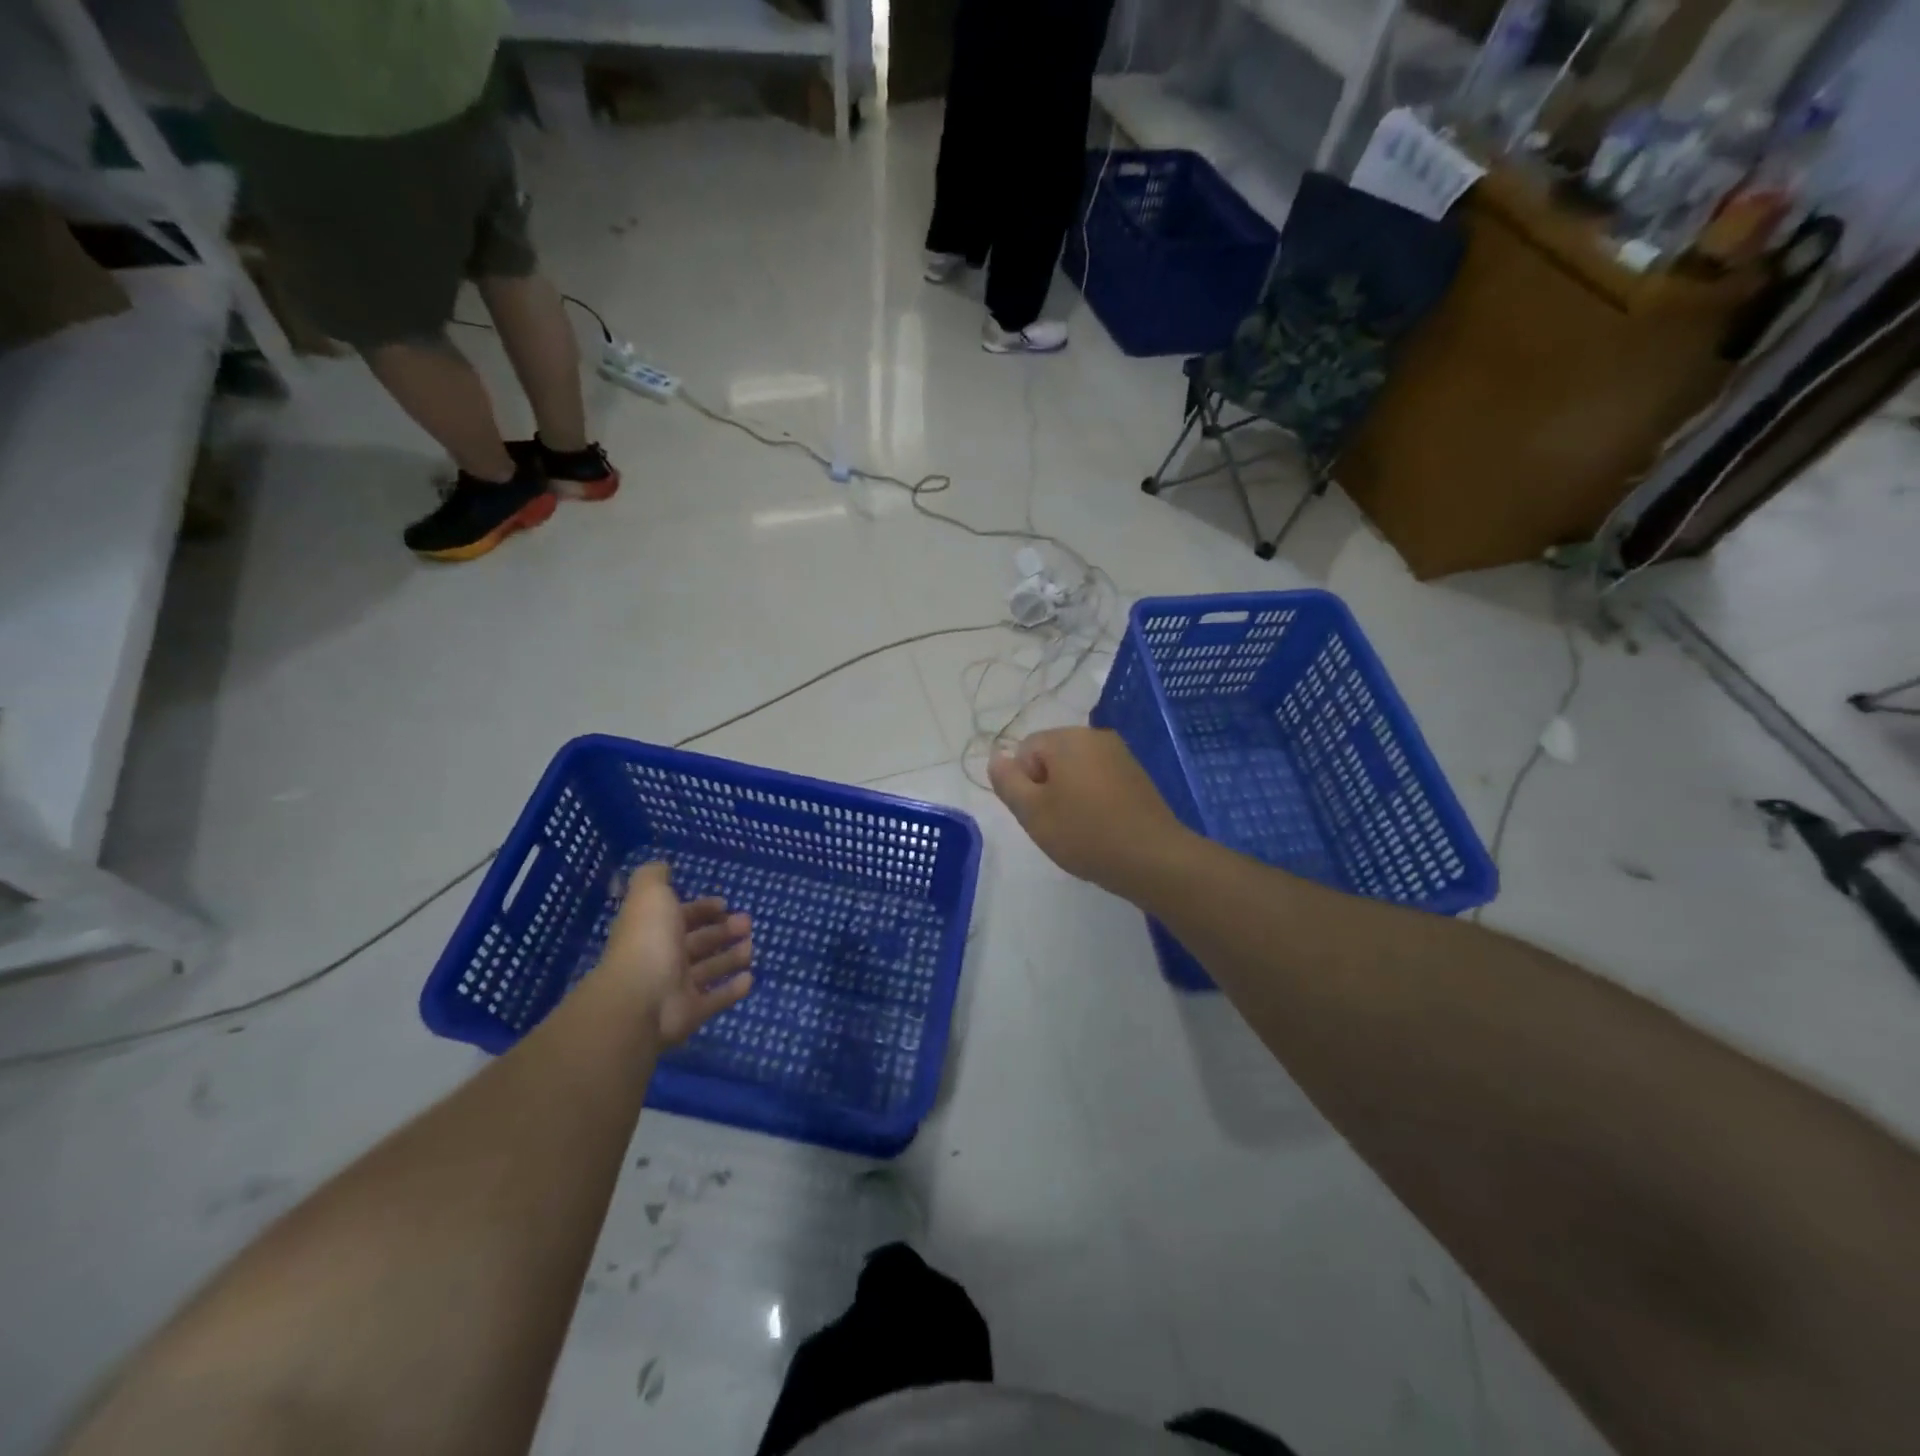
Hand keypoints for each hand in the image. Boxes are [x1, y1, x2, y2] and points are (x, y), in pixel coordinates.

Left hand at [596, 862, 753, 1045]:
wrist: (640, 999)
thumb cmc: (648, 941)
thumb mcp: (650, 895)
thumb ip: (654, 876)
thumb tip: (663, 866)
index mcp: (654, 930)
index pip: (680, 917)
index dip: (701, 909)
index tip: (724, 903)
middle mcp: (664, 958)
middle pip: (697, 943)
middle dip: (722, 931)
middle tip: (747, 923)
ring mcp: (677, 988)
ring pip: (708, 970)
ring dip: (730, 958)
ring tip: (752, 948)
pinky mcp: (691, 1013)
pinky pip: (715, 1000)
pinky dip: (732, 990)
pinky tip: (750, 979)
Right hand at [987, 728, 1186, 896]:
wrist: (1153, 858)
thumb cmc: (1085, 833)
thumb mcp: (1032, 812)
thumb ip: (1007, 781)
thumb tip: (997, 757)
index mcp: (1068, 738)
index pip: (1025, 750)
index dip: (1024, 783)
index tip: (1039, 812)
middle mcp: (1095, 736)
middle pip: (1051, 757)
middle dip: (1047, 787)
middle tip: (1056, 823)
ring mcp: (1120, 755)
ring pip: (1076, 770)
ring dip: (1069, 795)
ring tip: (1079, 829)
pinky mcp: (1137, 776)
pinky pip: (1100, 781)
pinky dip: (1093, 800)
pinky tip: (1100, 828)